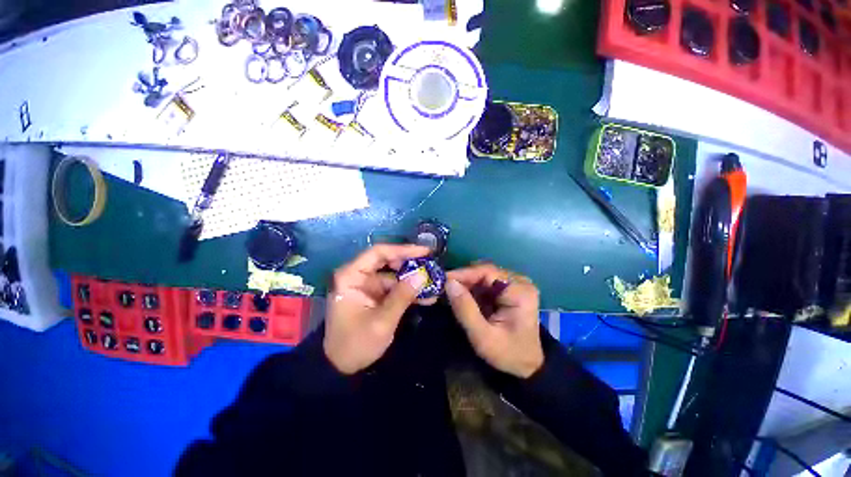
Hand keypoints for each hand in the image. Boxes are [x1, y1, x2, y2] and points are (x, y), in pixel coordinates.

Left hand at [323, 244, 429, 374]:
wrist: (340, 368)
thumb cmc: (355, 344)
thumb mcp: (381, 321)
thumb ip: (402, 296)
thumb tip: (422, 275)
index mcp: (351, 276)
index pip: (378, 253)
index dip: (403, 250)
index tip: (425, 252)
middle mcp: (359, 276)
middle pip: (388, 261)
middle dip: (411, 265)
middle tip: (432, 267)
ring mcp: (368, 286)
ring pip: (394, 275)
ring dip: (413, 280)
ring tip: (434, 285)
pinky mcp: (375, 296)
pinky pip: (394, 288)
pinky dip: (409, 292)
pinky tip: (426, 297)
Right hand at [446, 263, 543, 378]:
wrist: (526, 365)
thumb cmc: (507, 354)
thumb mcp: (483, 337)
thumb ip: (465, 310)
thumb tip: (448, 283)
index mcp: (520, 291)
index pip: (487, 272)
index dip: (463, 273)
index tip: (442, 280)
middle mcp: (519, 281)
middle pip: (484, 271)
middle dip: (463, 279)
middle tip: (442, 288)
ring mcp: (514, 284)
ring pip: (482, 275)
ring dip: (465, 283)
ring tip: (449, 292)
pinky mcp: (507, 289)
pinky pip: (484, 282)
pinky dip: (471, 288)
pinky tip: (461, 296)